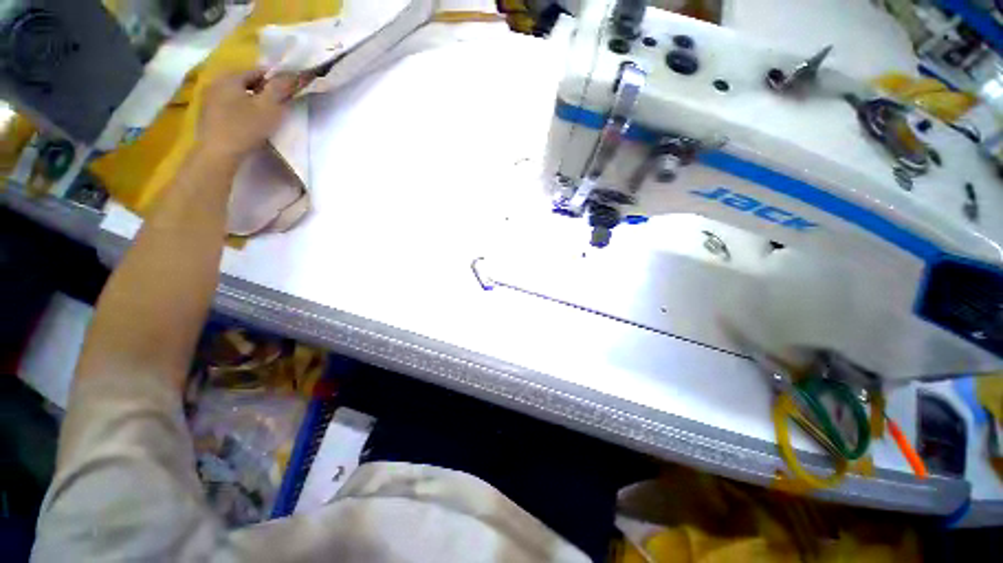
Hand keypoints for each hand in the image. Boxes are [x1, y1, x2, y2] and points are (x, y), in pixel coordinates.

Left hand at [195, 69, 297, 159]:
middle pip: (245, 81)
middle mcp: (216, 81)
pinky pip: (228, 104)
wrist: (218, 152)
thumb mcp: (269, 108)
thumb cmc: (246, 128)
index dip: (275, 81)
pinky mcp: (207, 112)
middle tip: (276, 106)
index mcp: (231, 76)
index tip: (286, 94)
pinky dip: (239, 108)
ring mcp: (208, 97)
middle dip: (262, 90)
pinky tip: (247, 121)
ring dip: (250, 100)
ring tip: (262, 115)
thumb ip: (279, 89)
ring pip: (236, 93)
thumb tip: (291, 75)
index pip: (258, 71)